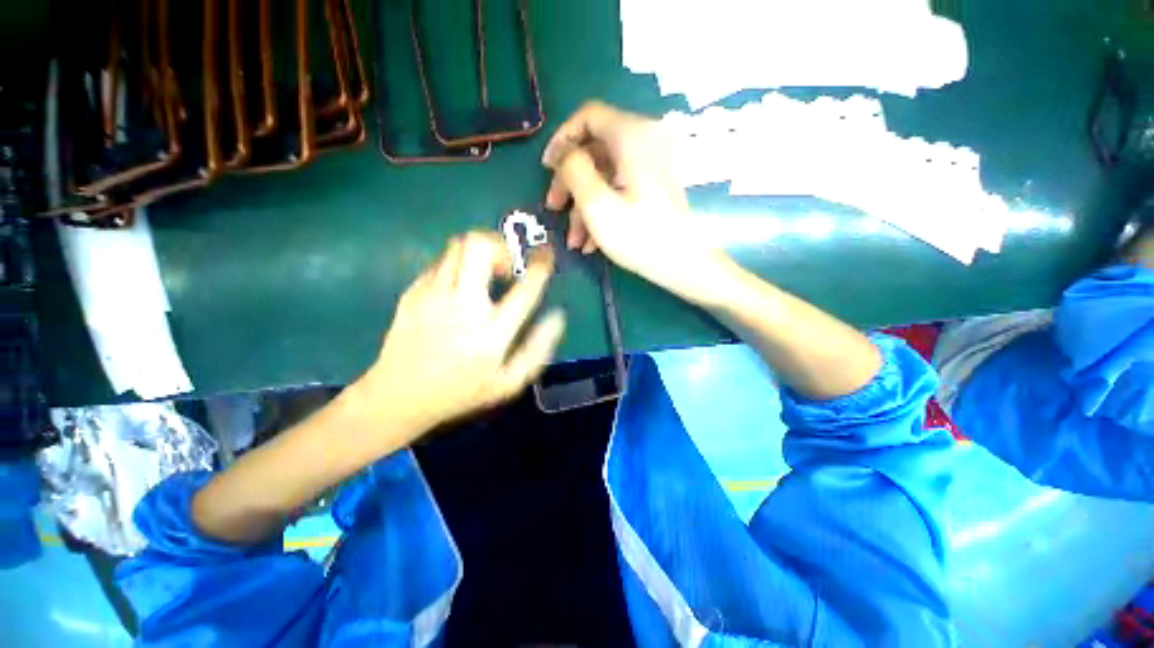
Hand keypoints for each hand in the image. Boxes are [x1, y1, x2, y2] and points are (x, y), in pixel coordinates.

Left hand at [345, 232, 565, 441]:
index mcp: (491, 333)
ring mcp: (432, 296)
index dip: (540, 267)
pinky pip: (440, 263)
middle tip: (506, 266)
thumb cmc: (461, 392)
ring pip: (457, 246)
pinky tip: (458, 288)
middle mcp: (462, 306)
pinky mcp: (412, 292)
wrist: (398, 397)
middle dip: (500, 246)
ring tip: (484, 273)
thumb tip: (558, 316)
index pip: (524, 290)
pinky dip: (456, 266)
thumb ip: (538, 349)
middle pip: (479, 247)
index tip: (546, 255)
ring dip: (478, 252)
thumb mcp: (508, 382)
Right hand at [542, 101, 729, 303]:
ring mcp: (651, 166)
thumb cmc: (640, 236)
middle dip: (570, 182)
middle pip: (595, 150)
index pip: (589, 116)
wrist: (684, 265)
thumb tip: (564, 153)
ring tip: (574, 240)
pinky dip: (602, 209)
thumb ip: (574, 169)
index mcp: (633, 136)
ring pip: (604, 175)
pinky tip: (591, 241)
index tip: (547, 169)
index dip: (562, 139)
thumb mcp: (597, 204)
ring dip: (583, 205)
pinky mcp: (653, 187)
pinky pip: (619, 188)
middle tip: (554, 209)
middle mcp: (645, 142)